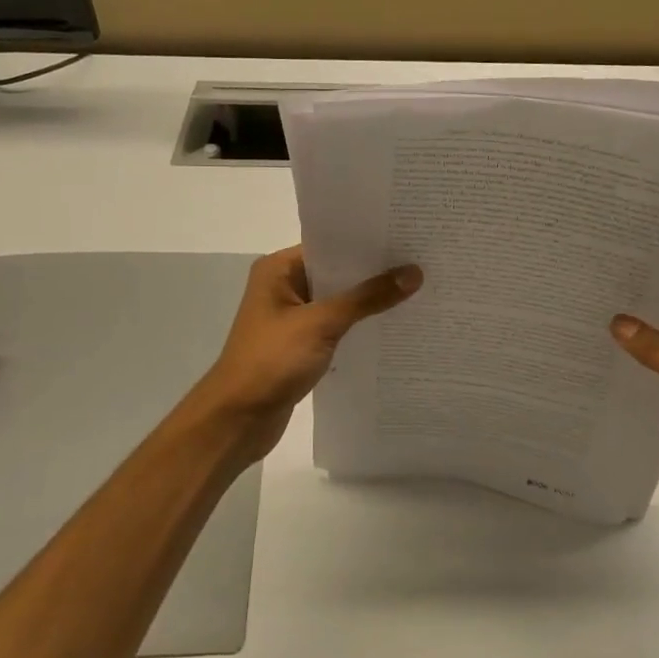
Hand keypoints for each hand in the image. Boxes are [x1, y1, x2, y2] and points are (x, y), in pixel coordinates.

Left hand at [193, 246, 421, 468]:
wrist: (237, 419)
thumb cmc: (271, 361)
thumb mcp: (321, 324)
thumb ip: (367, 298)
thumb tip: (413, 273)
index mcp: (279, 270)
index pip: (330, 245)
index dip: (366, 243)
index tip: (407, 238)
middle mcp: (284, 287)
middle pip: (336, 272)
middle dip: (374, 272)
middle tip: (421, 263)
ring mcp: (292, 318)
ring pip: (339, 302)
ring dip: (369, 302)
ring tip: (417, 292)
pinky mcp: (300, 346)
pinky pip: (336, 327)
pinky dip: (359, 327)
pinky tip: (392, 327)